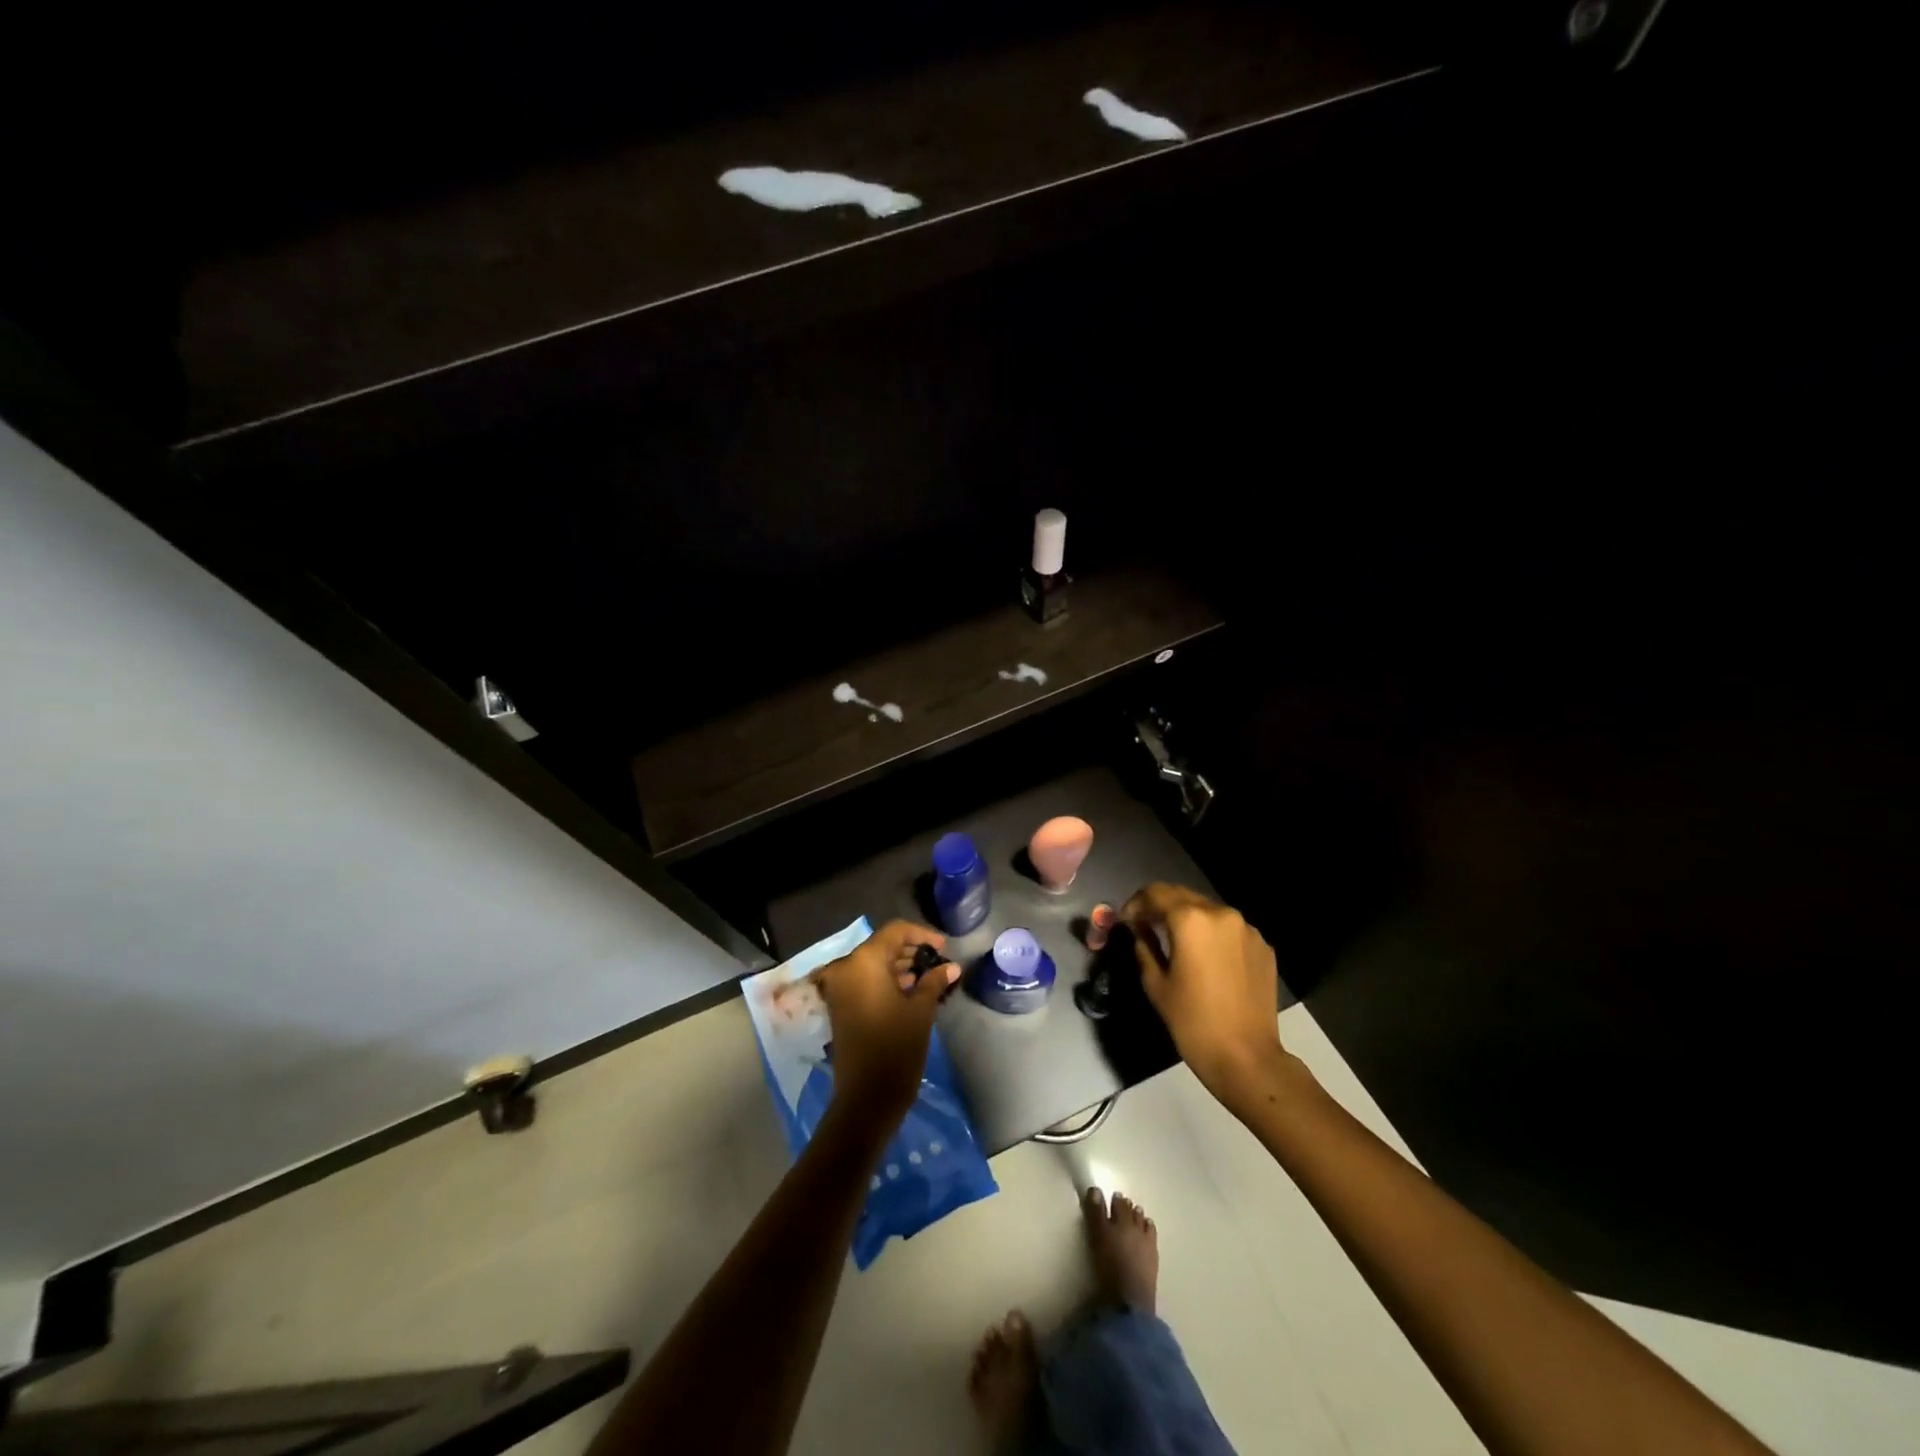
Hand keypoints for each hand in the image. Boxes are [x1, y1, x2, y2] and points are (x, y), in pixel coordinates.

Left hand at [814, 920, 957, 1134]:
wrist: (866, 1098)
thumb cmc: (896, 1047)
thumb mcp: (921, 1010)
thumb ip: (934, 981)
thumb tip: (951, 967)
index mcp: (864, 961)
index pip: (895, 931)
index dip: (922, 935)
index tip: (943, 948)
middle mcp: (846, 968)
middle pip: (882, 947)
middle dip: (911, 952)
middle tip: (939, 963)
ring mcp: (839, 988)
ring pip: (873, 965)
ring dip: (900, 967)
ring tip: (930, 978)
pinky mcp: (840, 1007)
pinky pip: (865, 982)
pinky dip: (886, 982)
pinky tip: (911, 992)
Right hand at [1121, 884, 1284, 1108]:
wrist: (1246, 1058)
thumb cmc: (1192, 1022)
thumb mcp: (1155, 984)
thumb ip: (1143, 947)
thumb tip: (1140, 931)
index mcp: (1190, 920)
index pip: (1155, 893)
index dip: (1136, 903)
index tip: (1127, 920)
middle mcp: (1221, 913)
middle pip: (1182, 896)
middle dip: (1161, 907)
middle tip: (1146, 927)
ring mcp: (1247, 929)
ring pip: (1208, 910)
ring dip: (1188, 919)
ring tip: (1176, 943)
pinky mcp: (1263, 946)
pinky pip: (1230, 929)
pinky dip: (1212, 935)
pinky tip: (1206, 960)